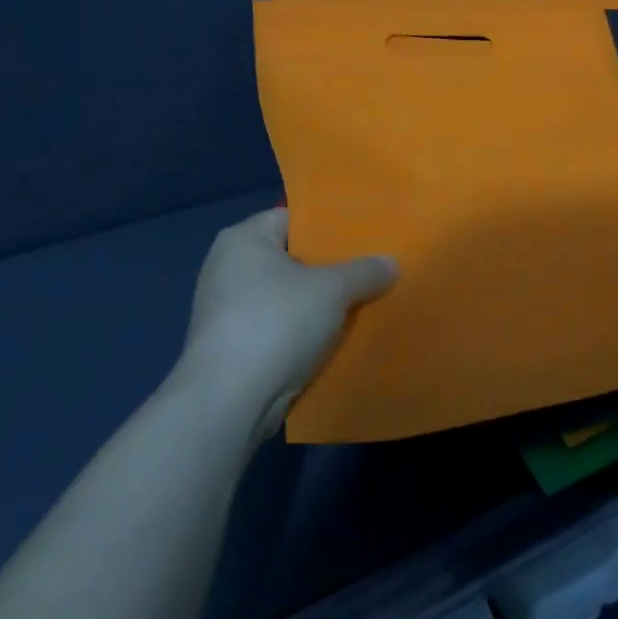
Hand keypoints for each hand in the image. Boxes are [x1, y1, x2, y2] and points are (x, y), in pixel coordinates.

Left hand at [181, 207, 397, 437]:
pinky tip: (334, 339)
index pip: (292, 218)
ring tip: (361, 303)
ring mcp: (226, 310)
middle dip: (328, 268)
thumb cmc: (277, 323)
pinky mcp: (230, 346)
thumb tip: (392, 262)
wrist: (229, 400)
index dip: (328, 225)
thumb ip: (364, 272)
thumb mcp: (332, 290)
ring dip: (317, 304)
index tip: (364, 235)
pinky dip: (301, 332)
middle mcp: (227, 267)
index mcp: (243, 239)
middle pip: (290, 258)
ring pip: (286, 297)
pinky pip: (276, 327)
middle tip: (370, 269)